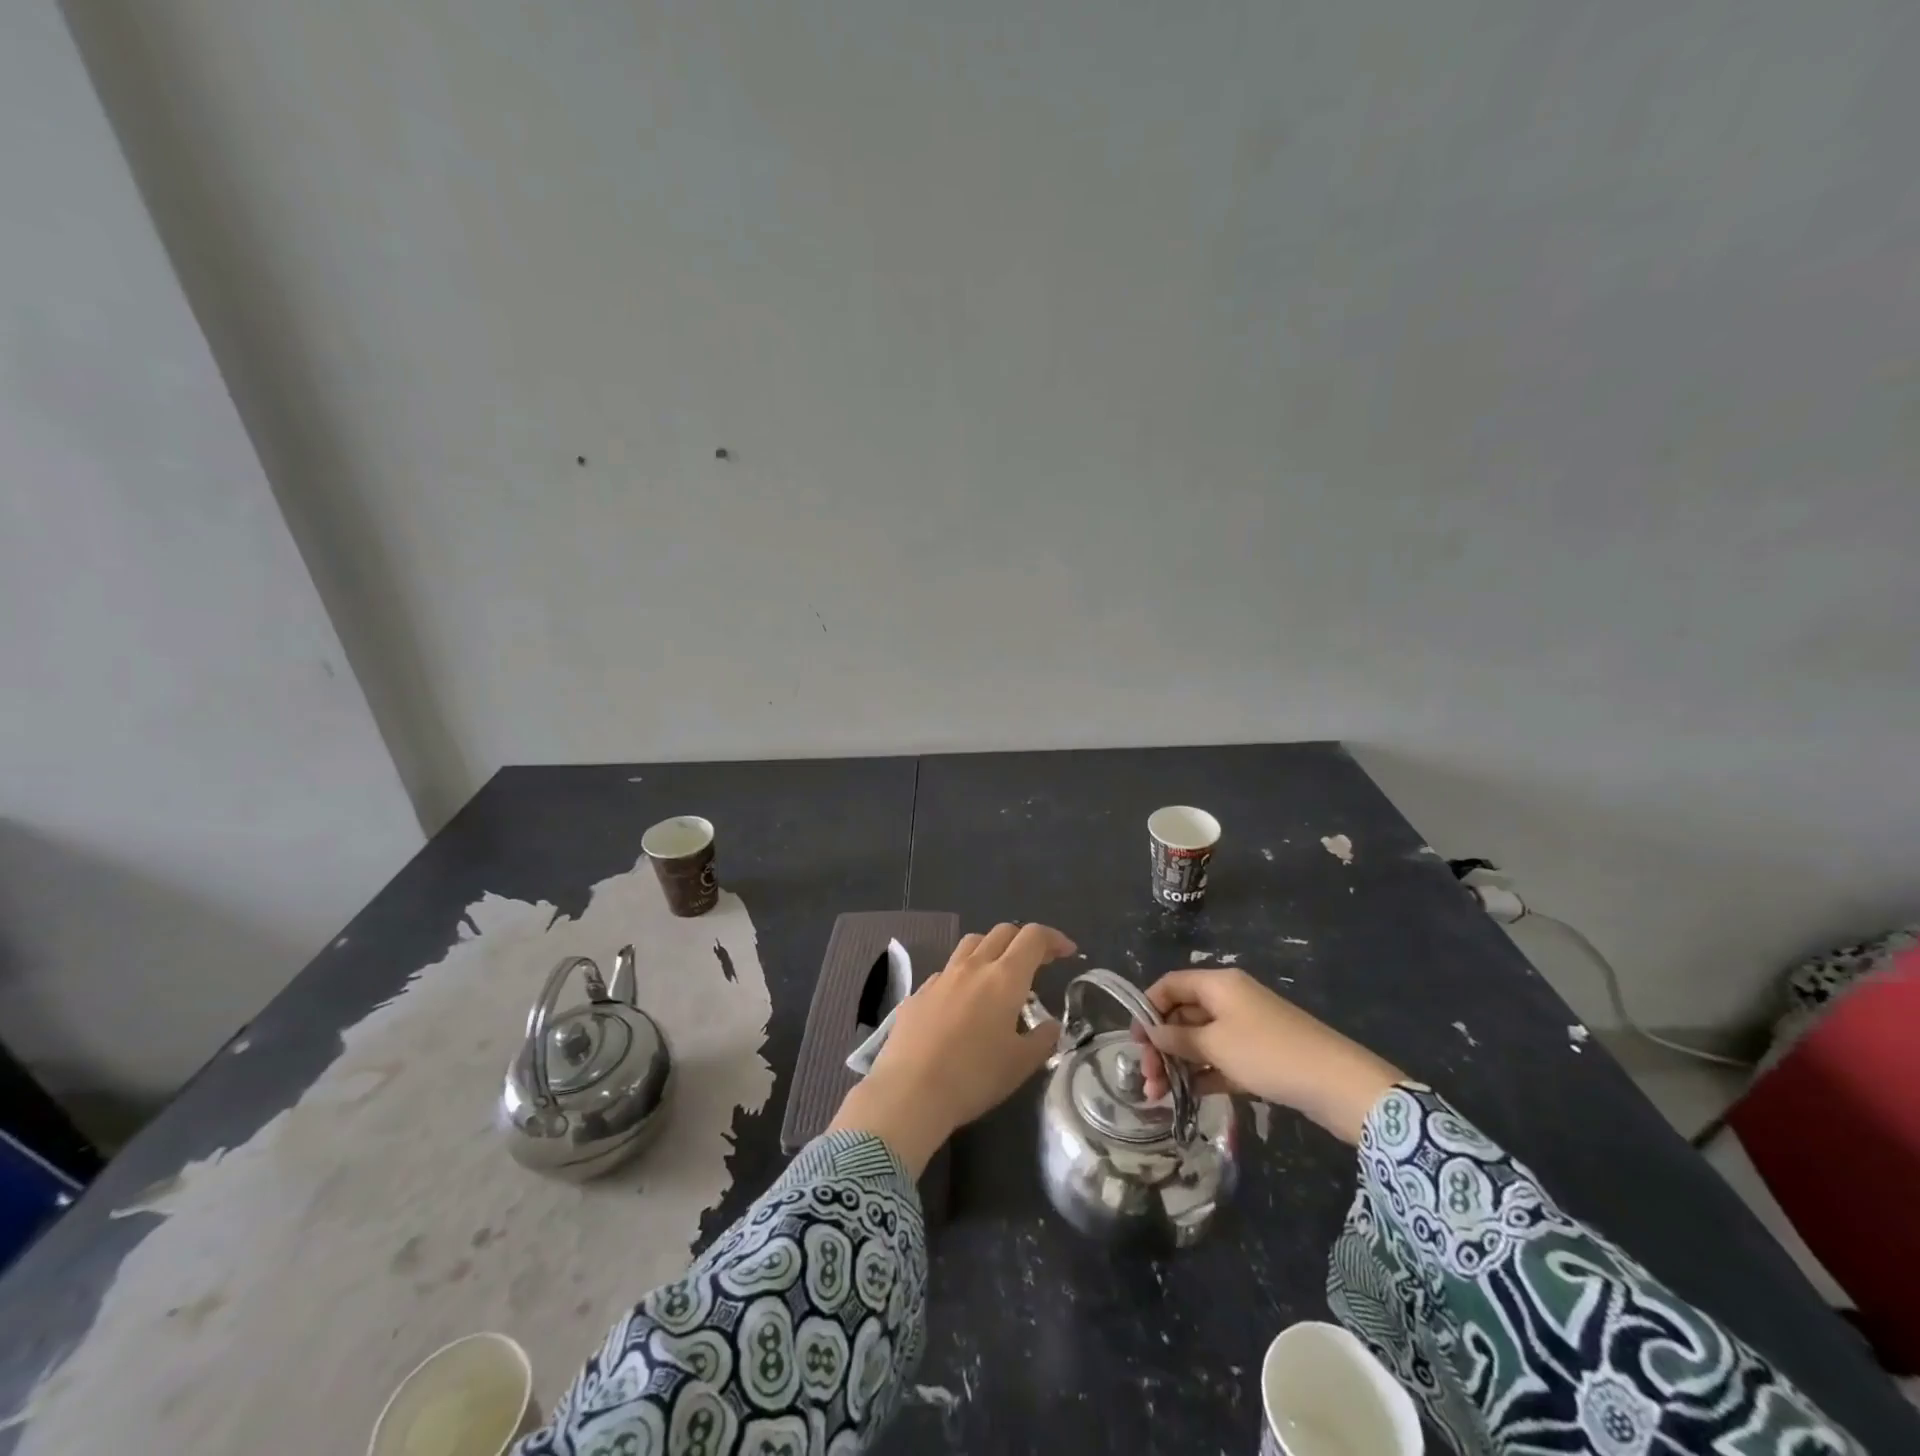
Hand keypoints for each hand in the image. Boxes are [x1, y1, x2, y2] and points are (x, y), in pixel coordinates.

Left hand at [828, 923, 1069, 1173]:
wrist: (909, 1091)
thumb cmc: (974, 1077)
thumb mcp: (1021, 1064)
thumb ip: (1042, 1039)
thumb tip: (1050, 1025)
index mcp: (1004, 978)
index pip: (1033, 937)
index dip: (1054, 938)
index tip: (1067, 952)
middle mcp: (972, 967)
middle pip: (1002, 932)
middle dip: (1025, 940)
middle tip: (1039, 961)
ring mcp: (941, 977)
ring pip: (971, 943)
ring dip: (992, 948)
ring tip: (1000, 973)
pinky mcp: (918, 993)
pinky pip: (947, 971)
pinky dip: (964, 975)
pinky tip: (964, 1002)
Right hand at [1133, 968, 1402, 1144]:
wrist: (1338, 1084)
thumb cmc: (1268, 1053)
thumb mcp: (1216, 1045)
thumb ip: (1179, 1039)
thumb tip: (1152, 1034)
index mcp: (1218, 984)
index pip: (1171, 985)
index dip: (1148, 1008)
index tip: (1134, 1040)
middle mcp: (1230, 999)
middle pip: (1183, 1014)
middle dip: (1161, 1044)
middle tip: (1147, 1078)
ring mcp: (1246, 1028)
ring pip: (1200, 1040)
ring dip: (1178, 1064)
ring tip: (1159, 1096)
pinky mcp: (1260, 1056)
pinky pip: (1220, 1059)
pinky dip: (1202, 1074)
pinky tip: (1186, 1097)